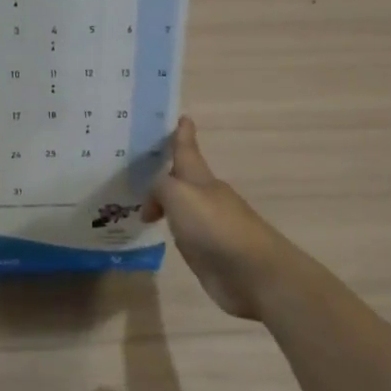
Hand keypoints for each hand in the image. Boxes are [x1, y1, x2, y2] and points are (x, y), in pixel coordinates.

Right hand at [145, 118, 298, 322]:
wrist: (252, 274)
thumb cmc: (215, 227)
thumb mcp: (179, 195)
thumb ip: (160, 188)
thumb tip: (152, 205)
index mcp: (201, 179)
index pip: (188, 150)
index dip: (183, 134)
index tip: (181, 116)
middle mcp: (205, 198)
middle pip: (182, 178)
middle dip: (165, 170)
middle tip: (138, 165)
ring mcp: (207, 226)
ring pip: (180, 205)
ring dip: (164, 201)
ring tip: (139, 200)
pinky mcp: (207, 252)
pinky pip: (181, 231)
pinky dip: (169, 226)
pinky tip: (157, 230)